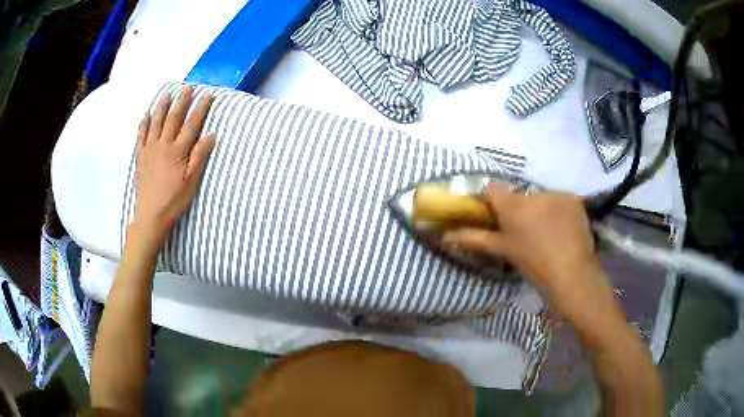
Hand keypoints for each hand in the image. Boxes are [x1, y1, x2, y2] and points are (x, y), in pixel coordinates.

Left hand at [133, 86, 215, 239]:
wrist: (150, 215)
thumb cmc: (173, 201)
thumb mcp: (191, 182)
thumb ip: (199, 157)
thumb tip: (210, 135)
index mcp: (178, 151)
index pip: (192, 124)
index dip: (201, 108)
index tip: (208, 95)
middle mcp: (163, 145)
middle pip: (173, 118)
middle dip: (182, 101)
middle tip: (188, 87)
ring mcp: (150, 149)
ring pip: (156, 122)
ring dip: (162, 106)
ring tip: (168, 93)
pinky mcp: (141, 156)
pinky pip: (141, 135)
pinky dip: (144, 123)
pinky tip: (146, 114)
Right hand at [442, 185, 604, 319]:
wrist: (571, 274)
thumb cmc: (533, 264)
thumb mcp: (502, 250)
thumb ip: (473, 239)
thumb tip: (444, 236)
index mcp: (512, 206)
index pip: (492, 190)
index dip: (491, 201)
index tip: (495, 216)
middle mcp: (533, 194)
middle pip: (519, 196)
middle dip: (519, 209)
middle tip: (525, 232)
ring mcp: (556, 194)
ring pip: (541, 198)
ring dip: (541, 209)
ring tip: (548, 233)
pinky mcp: (573, 198)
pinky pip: (560, 200)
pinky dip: (559, 210)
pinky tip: (563, 228)